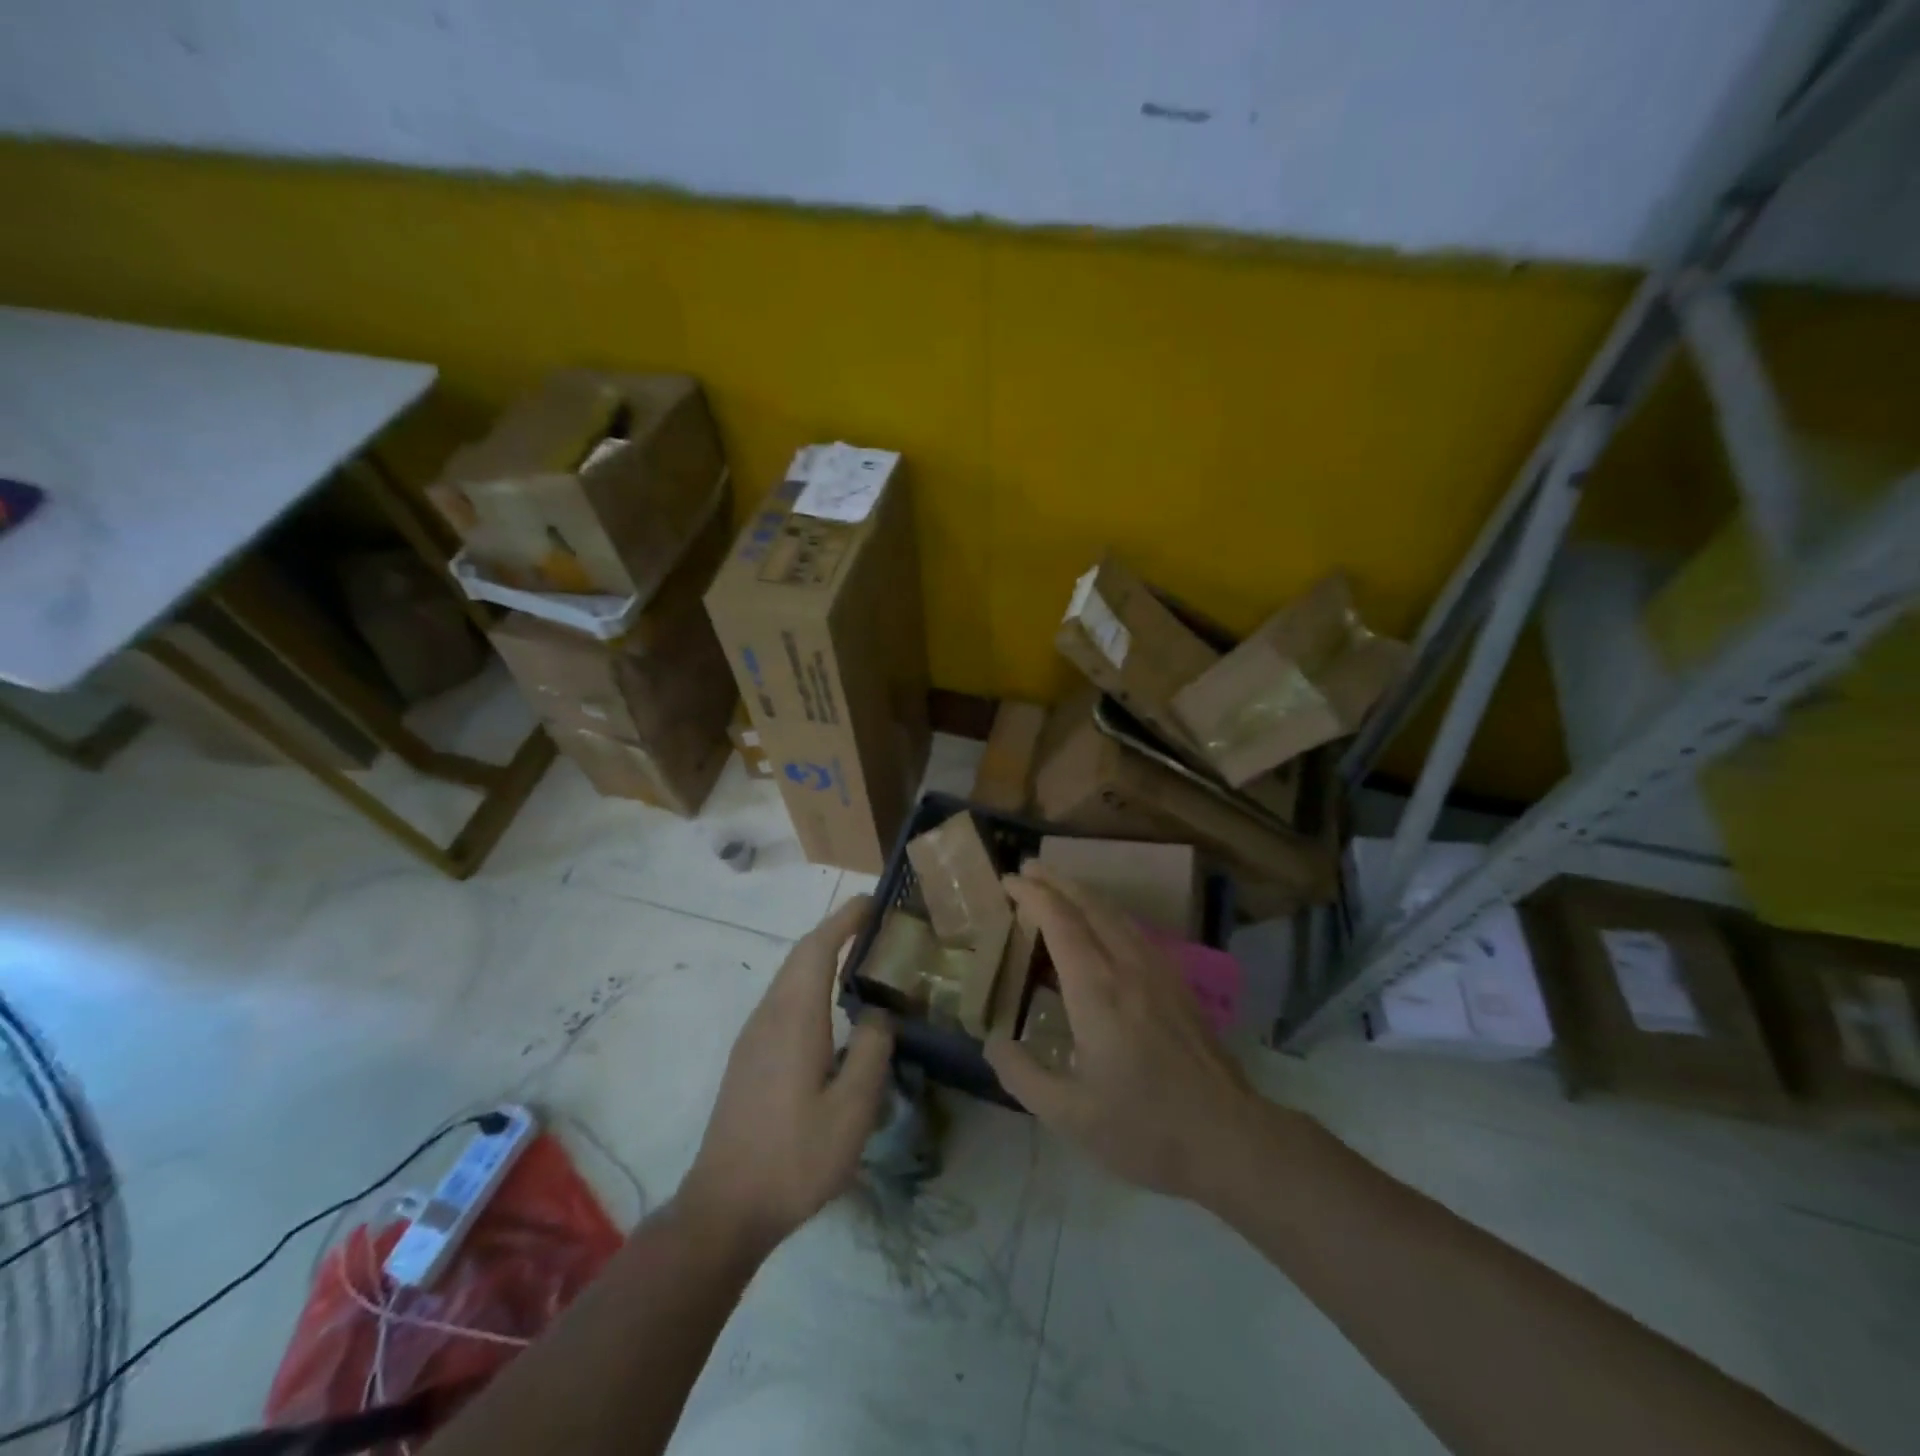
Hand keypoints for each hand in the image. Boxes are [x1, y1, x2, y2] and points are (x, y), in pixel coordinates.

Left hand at [680, 896, 893, 1254]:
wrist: (724, 1208)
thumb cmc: (794, 1157)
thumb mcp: (852, 1110)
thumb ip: (871, 1051)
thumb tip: (879, 1013)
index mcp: (794, 1018)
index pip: (818, 948)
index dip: (845, 919)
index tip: (873, 901)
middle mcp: (769, 1016)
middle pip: (801, 956)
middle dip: (836, 931)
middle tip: (876, 925)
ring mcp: (753, 1037)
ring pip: (789, 978)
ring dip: (822, 957)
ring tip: (861, 959)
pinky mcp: (748, 1058)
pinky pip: (783, 1001)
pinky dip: (810, 984)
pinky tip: (832, 1010)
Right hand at [984, 865, 1262, 1203]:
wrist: (1229, 1138)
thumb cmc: (1144, 1129)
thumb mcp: (1069, 1116)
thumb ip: (1022, 1075)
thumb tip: (992, 1041)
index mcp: (1097, 991)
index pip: (1060, 922)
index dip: (1032, 894)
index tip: (1008, 880)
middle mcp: (1128, 967)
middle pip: (1090, 904)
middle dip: (1055, 881)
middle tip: (1027, 869)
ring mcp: (1159, 971)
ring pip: (1116, 913)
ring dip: (1083, 892)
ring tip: (1058, 887)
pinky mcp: (1178, 983)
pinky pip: (1135, 930)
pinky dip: (1108, 913)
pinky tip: (1103, 926)